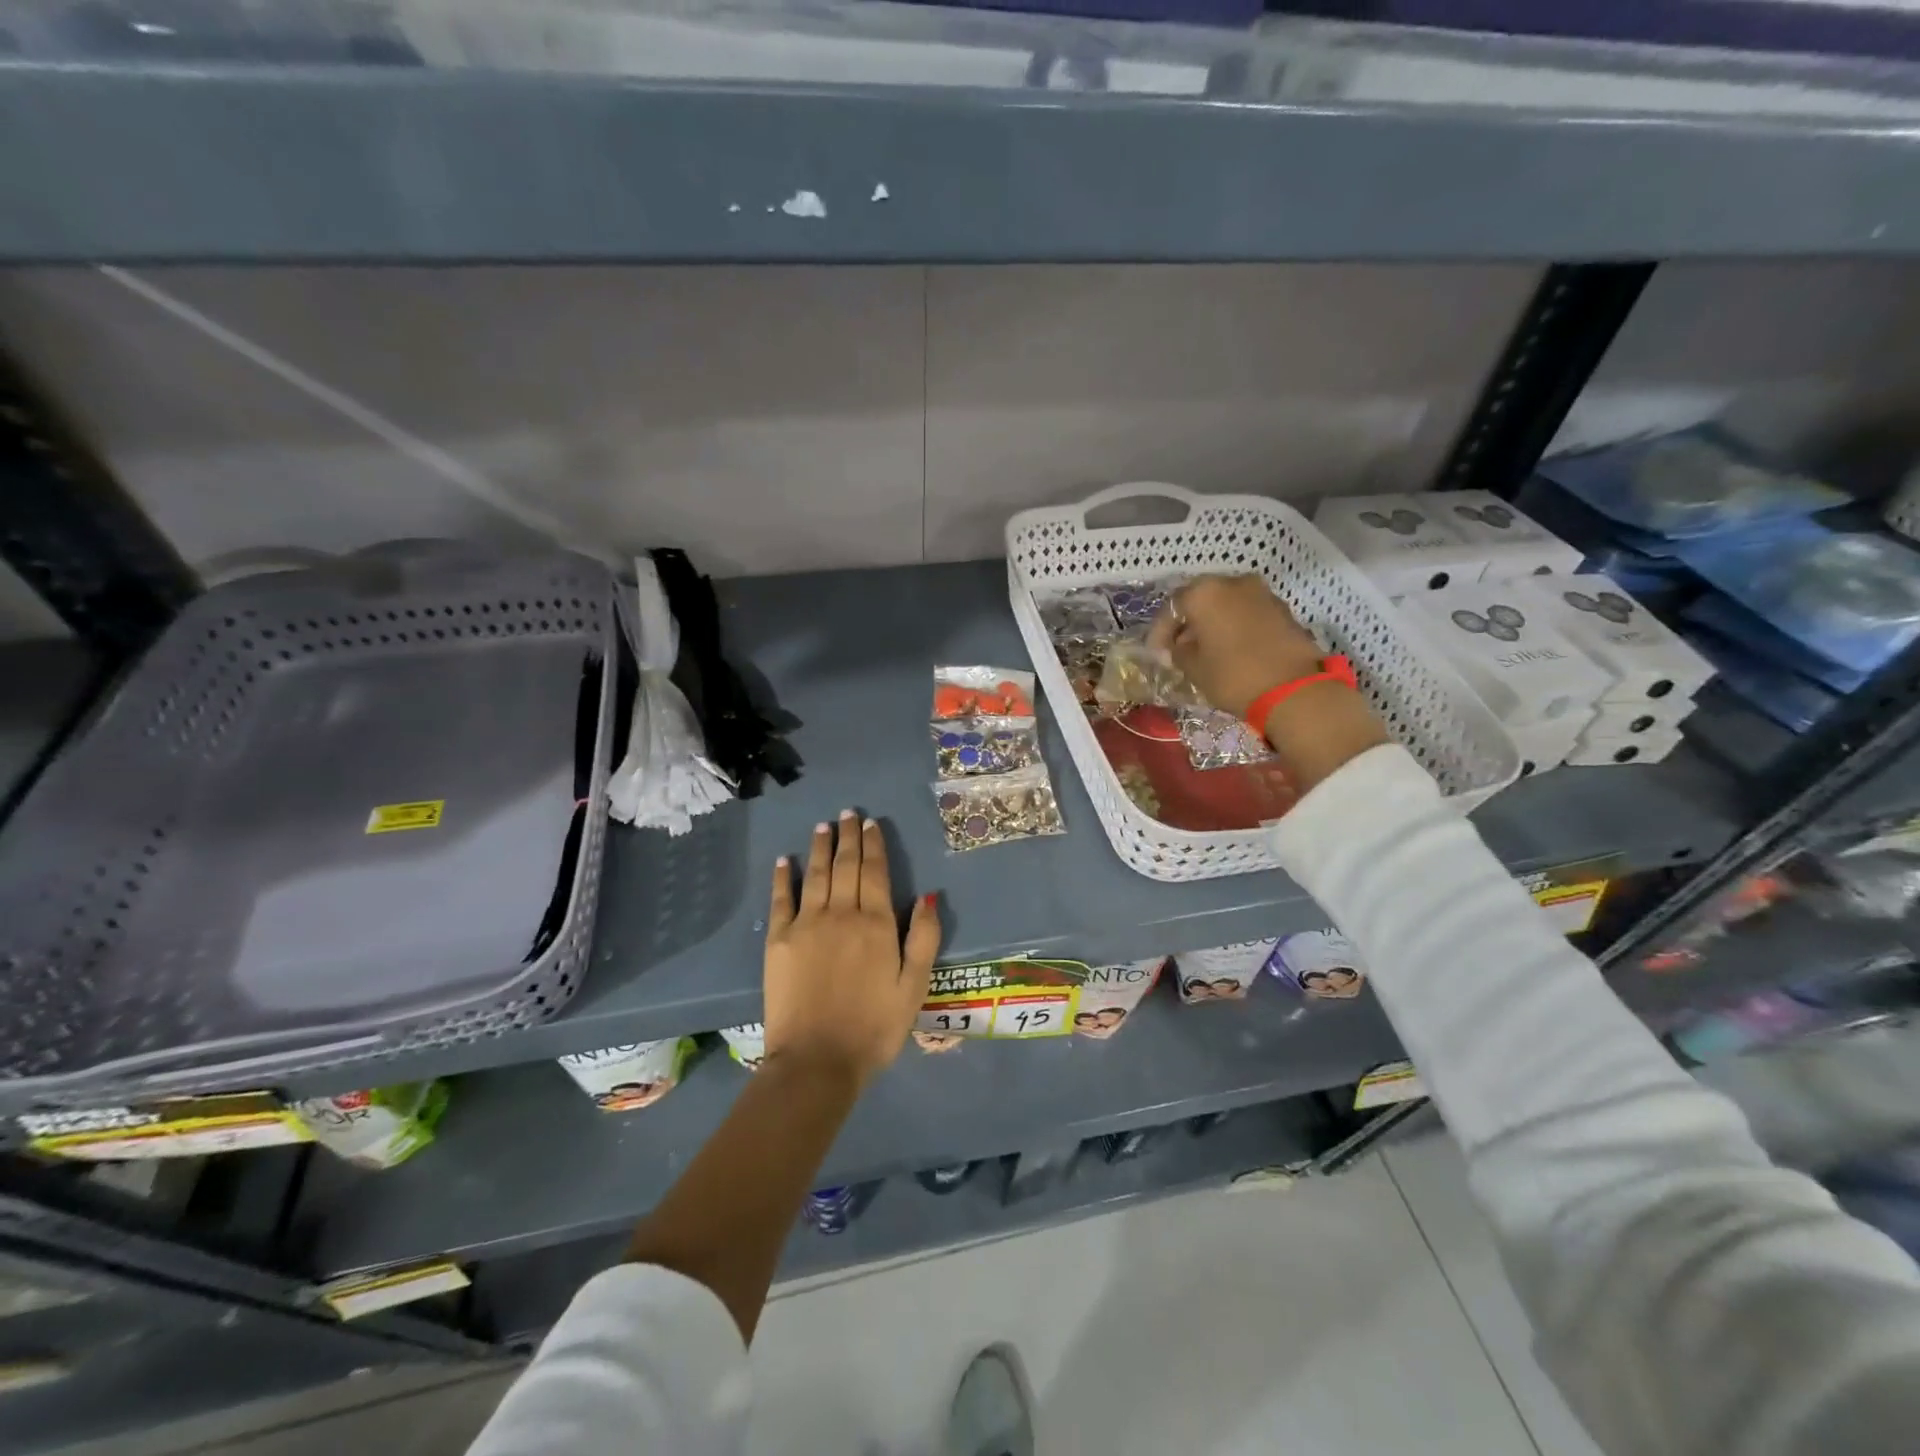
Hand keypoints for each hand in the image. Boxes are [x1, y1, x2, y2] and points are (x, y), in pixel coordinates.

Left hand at [763, 811, 938, 1088]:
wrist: (817, 1061)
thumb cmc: (874, 1028)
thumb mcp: (915, 987)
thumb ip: (924, 938)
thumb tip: (929, 894)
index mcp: (876, 924)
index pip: (875, 872)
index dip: (874, 845)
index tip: (871, 823)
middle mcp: (841, 913)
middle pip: (845, 865)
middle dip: (849, 836)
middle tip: (849, 813)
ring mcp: (806, 924)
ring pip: (816, 874)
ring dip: (820, 847)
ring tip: (823, 825)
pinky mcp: (778, 940)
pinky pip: (781, 899)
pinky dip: (783, 877)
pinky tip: (785, 860)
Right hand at [1149, 573, 1325, 718]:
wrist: (1294, 689)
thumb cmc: (1233, 675)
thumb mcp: (1193, 668)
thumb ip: (1179, 651)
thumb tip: (1179, 646)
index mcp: (1204, 592)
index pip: (1171, 607)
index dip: (1160, 632)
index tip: (1157, 654)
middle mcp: (1232, 582)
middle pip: (1200, 600)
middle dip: (1187, 624)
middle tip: (1179, 649)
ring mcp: (1261, 593)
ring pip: (1226, 605)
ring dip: (1212, 624)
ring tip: (1205, 651)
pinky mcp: (1282, 609)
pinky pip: (1247, 613)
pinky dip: (1234, 627)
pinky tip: (1230, 650)